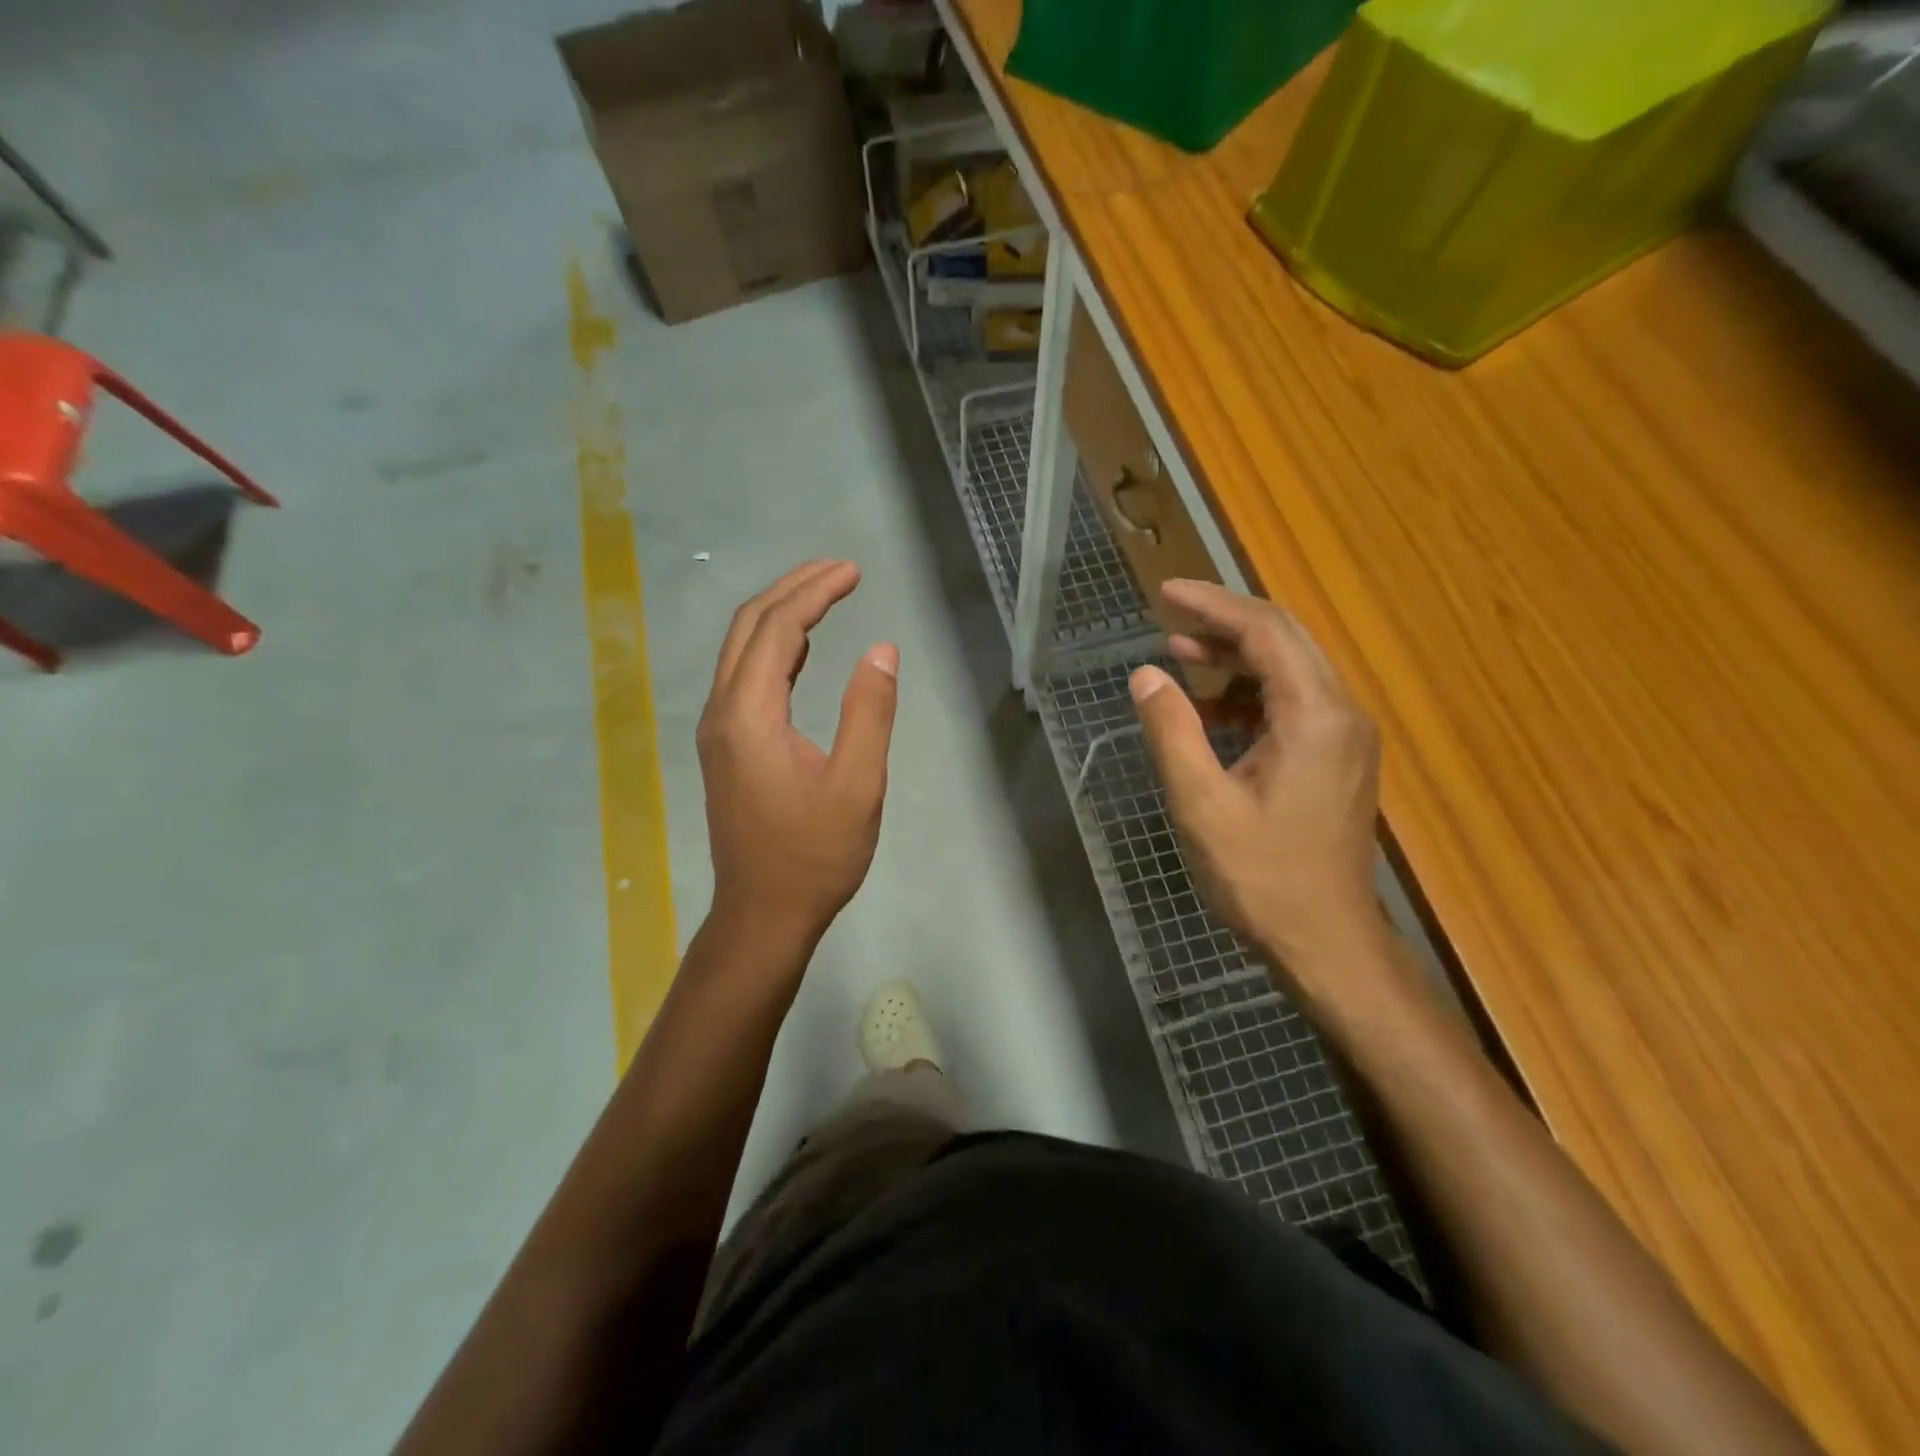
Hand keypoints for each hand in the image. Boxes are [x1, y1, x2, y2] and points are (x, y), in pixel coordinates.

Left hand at [697, 561, 898, 945]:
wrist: (763, 914)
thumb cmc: (814, 855)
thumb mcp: (857, 785)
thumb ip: (869, 712)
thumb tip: (882, 649)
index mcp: (749, 714)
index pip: (778, 628)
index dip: (815, 591)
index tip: (854, 571)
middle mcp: (722, 711)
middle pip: (749, 627)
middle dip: (793, 589)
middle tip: (840, 569)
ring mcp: (718, 729)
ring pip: (741, 650)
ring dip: (780, 614)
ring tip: (825, 594)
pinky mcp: (726, 746)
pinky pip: (744, 677)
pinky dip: (774, 648)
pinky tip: (802, 648)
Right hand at [1129, 580, 1384, 994]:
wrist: (1327, 941)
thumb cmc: (1263, 878)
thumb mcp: (1202, 805)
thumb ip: (1172, 732)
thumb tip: (1145, 675)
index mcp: (1316, 717)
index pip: (1266, 633)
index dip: (1213, 606)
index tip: (1165, 592)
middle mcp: (1342, 714)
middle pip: (1285, 640)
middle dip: (1225, 621)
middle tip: (1169, 613)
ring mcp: (1345, 737)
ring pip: (1290, 670)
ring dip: (1235, 657)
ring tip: (1179, 654)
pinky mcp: (1338, 758)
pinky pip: (1292, 704)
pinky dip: (1249, 694)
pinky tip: (1208, 709)